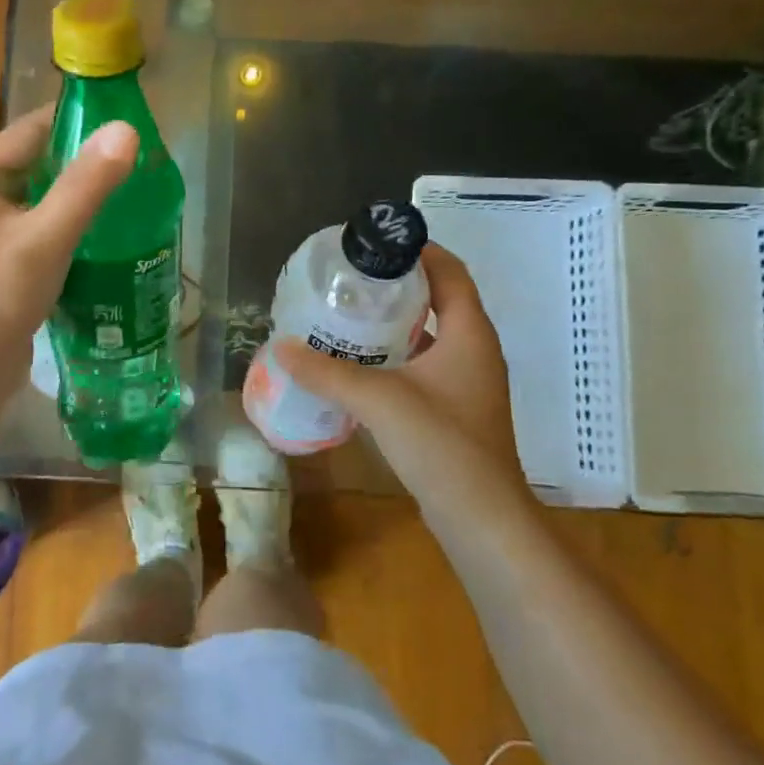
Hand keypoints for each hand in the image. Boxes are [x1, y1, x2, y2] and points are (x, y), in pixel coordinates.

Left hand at [0, 106, 137, 396]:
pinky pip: (39, 241)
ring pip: (39, 209)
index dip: (70, 122)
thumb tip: (126, 130)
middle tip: (134, 165)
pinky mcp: (0, 275)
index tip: (119, 121)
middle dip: (80, 165)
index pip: (27, 134)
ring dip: (77, 203)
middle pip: (34, 170)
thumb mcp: (46, 236)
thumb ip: (86, 185)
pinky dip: (69, 237)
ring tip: (129, 201)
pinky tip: (104, 246)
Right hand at [275, 244, 528, 521]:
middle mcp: (474, 350)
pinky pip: (422, 368)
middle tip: (348, 282)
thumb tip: (281, 347)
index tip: (373, 245)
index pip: (449, 271)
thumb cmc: (441, 445)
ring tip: (345, 318)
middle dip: (394, 287)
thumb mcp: (378, 400)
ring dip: (391, 325)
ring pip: (428, 337)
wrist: (481, 519)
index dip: (417, 251)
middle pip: (437, 300)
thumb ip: (327, 372)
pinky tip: (357, 367)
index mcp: (469, 333)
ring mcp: (466, 383)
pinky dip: (393, 358)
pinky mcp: (453, 411)